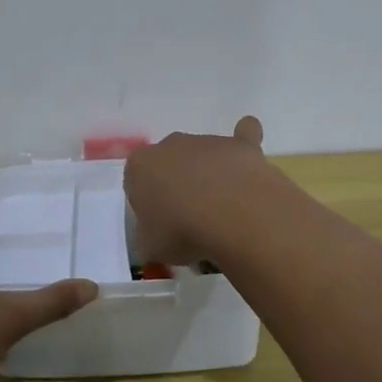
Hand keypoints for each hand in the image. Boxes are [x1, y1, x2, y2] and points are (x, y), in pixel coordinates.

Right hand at [124, 116, 271, 263]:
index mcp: (140, 165)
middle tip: (189, 219)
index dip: (148, 205)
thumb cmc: (182, 232)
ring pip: (203, 156)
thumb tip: (156, 235)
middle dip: (177, 185)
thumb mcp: (150, 247)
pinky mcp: (241, 144)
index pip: (136, 182)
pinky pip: (243, 135)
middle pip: (170, 164)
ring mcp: (208, 141)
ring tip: (223, 212)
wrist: (234, 217)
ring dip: (208, 176)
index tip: (160, 226)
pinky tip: (246, 161)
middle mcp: (171, 144)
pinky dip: (242, 149)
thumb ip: (148, 236)